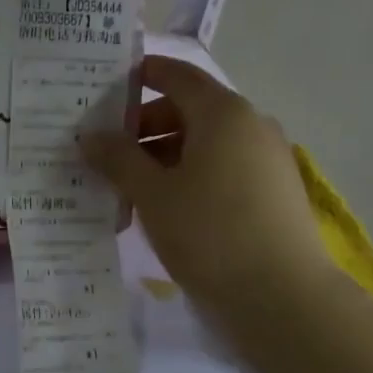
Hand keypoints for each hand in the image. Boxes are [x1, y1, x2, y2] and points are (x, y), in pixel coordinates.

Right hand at [84, 55, 335, 350]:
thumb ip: (118, 159)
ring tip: (127, 188)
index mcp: (223, 113)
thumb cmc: (209, 233)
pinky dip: (189, 178)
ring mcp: (267, 160)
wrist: (281, 298)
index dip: (142, 75)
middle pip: (190, 111)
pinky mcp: (272, 193)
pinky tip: (163, 210)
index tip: (107, 87)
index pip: (178, 75)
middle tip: (105, 152)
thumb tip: (91, 136)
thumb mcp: (153, 195)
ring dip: (163, 158)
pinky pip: (222, 170)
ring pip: (204, 145)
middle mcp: (251, 126)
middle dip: (144, 127)